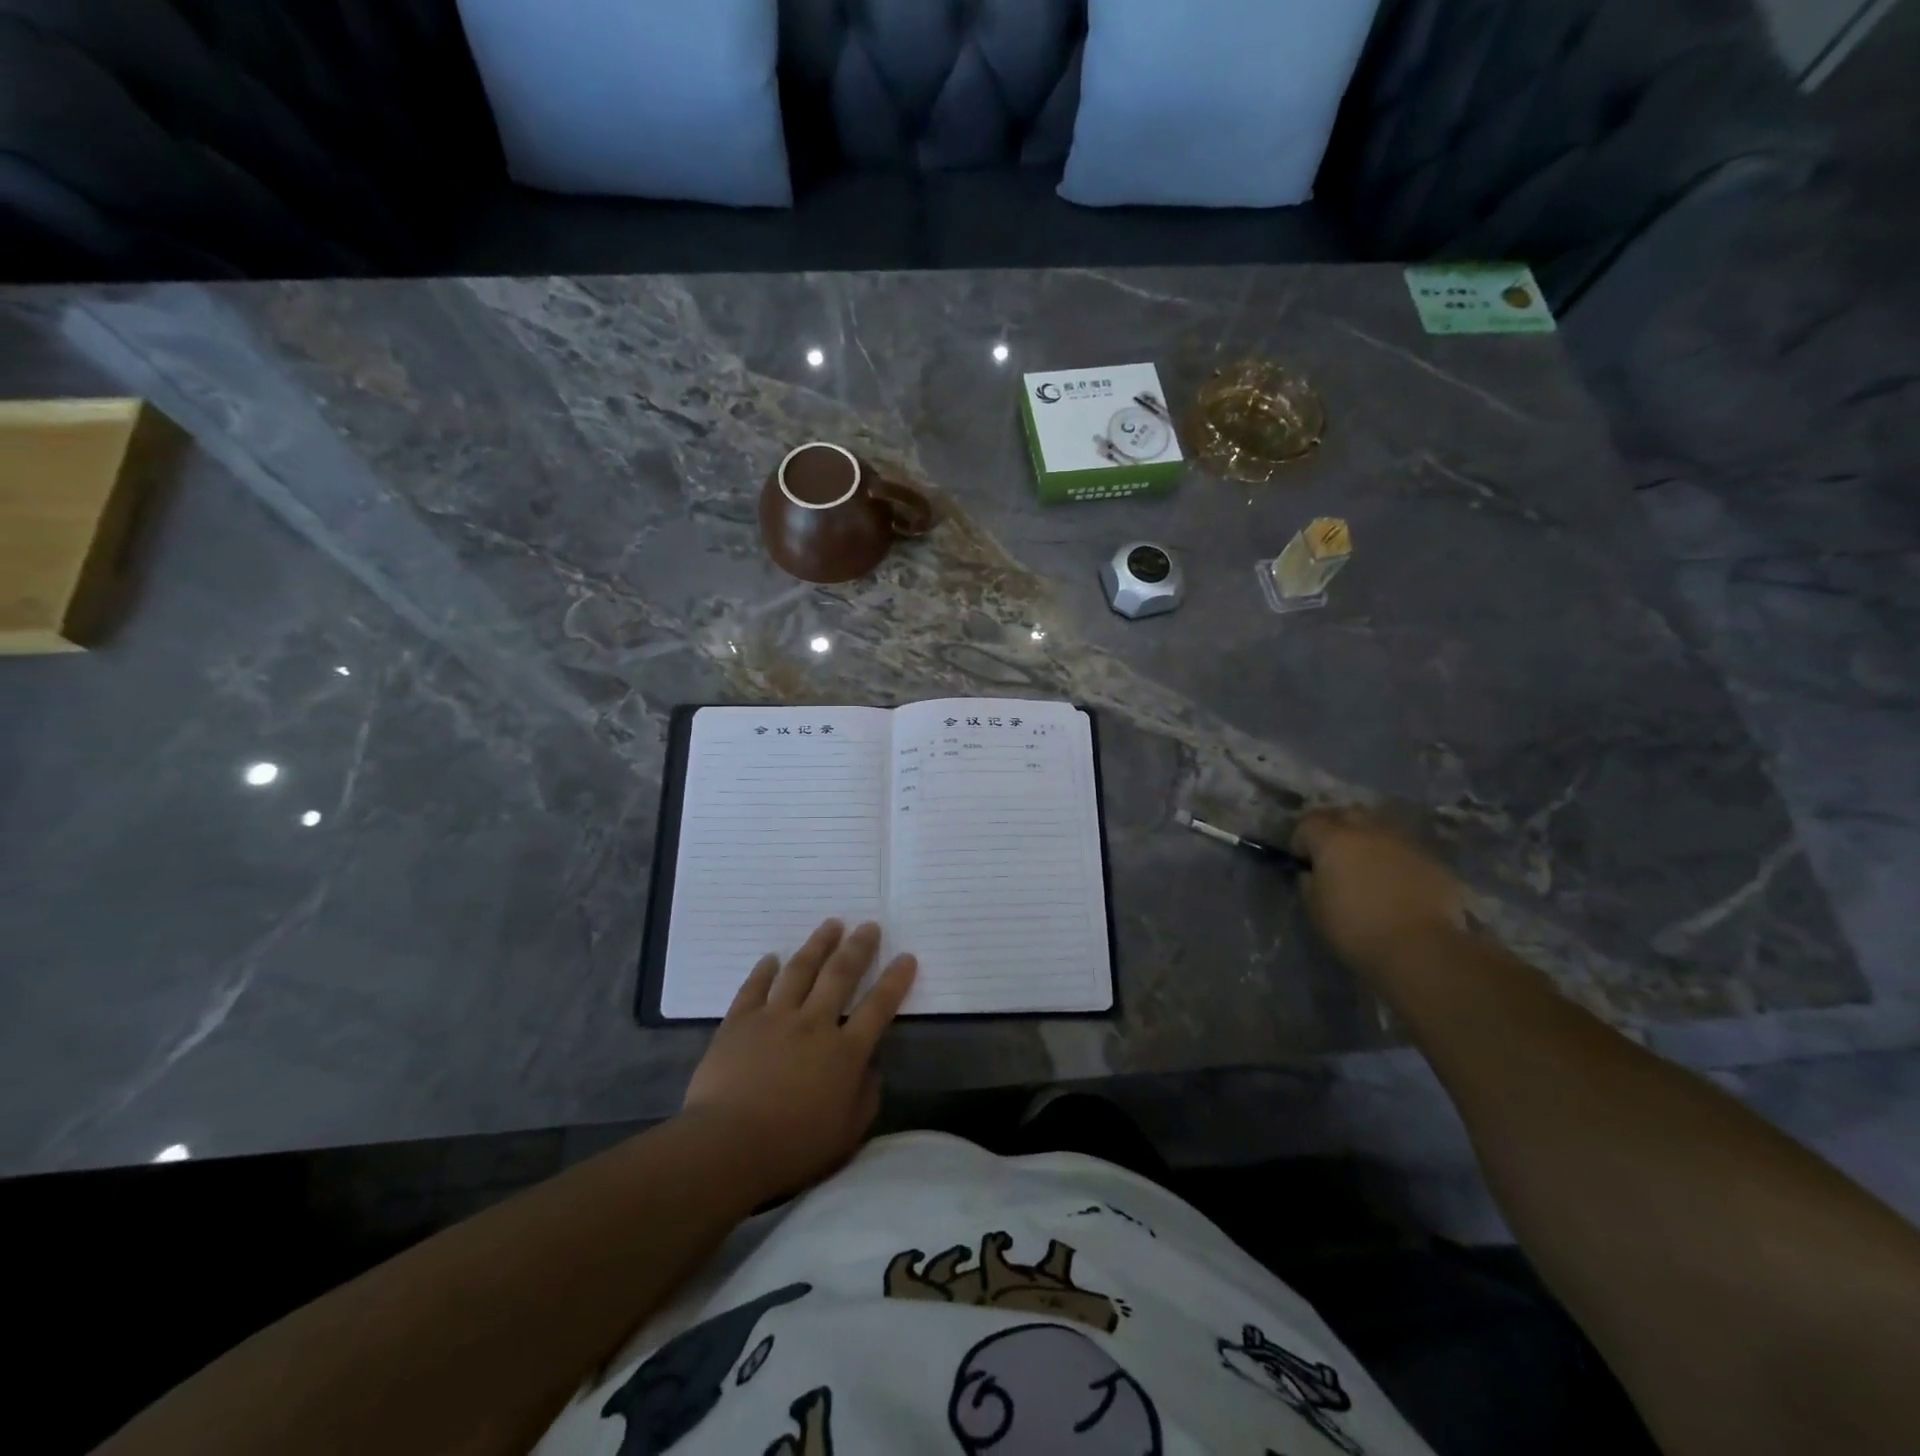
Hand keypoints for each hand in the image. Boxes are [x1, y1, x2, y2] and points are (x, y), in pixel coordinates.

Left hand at [682, 919, 915, 1199]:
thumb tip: (872, 1066)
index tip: (906, 957)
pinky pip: (754, 987)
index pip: (879, 1007)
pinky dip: (764, 970)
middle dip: (858, 947)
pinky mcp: (740, 1022)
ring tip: (831, 924)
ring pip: (800, 970)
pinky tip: (772, 957)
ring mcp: (774, 1017)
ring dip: (818, 944)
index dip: (895, 980)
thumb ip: (866, 1095)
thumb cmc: (792, 1147)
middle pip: (841, 974)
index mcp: (845, 1052)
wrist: (726, 1146)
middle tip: (869, 925)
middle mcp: (814, 1023)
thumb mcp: (847, 1133)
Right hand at [1291, 809, 1464, 971]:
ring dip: (1368, 840)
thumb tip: (1312, 874)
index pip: (1308, 823)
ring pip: (1380, 828)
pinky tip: (1396, 883)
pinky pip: (1406, 850)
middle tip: (1331, 853)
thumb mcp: (1315, 910)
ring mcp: (1405, 844)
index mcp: (1334, 840)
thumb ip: (1308, 883)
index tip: (1301, 860)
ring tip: (1366, 865)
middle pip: (1346, 813)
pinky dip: (1395, 859)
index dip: (1300, 839)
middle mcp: (1369, 832)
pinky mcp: (1433, 861)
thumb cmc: (1356, 929)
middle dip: (1335, 827)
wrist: (1422, 949)